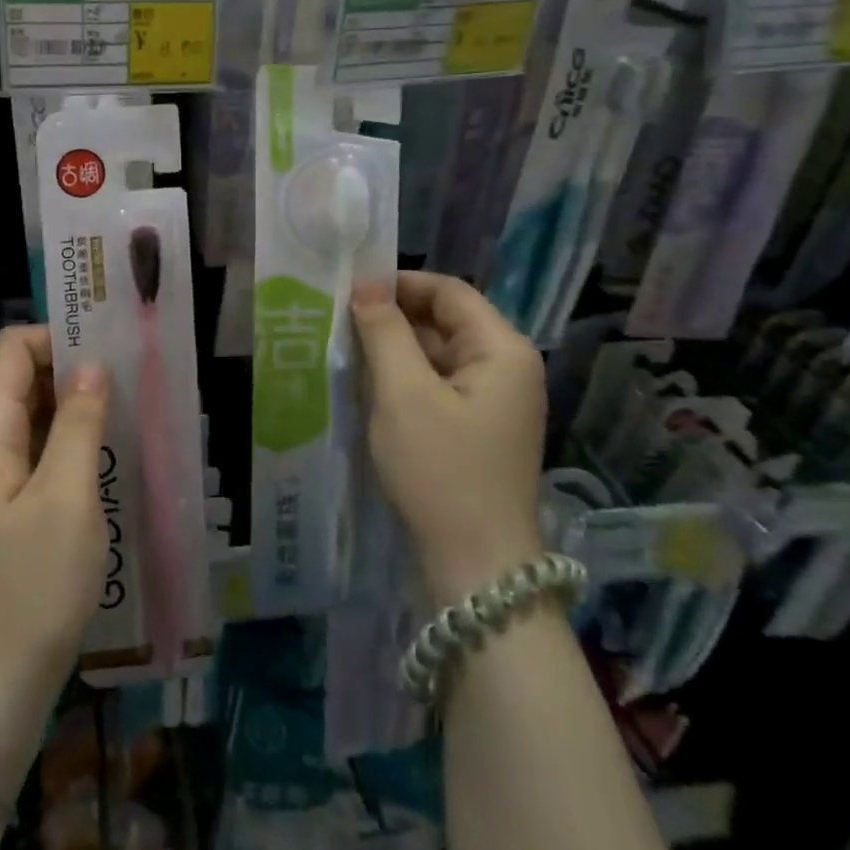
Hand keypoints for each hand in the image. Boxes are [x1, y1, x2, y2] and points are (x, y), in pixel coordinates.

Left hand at [0, 327, 109, 778]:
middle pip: (24, 378)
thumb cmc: (30, 587)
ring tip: (131, 411)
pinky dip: (72, 444)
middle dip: (74, 369)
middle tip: (132, 377)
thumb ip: (77, 422)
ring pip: (36, 417)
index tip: (110, 347)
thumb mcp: (66, 496)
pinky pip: (40, 454)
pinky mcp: (10, 509)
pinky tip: (111, 456)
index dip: (57, 336)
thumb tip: (91, 364)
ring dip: (77, 409)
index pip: (13, 348)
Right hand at [353, 272, 545, 604]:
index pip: (449, 291)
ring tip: (348, 349)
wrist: (476, 567)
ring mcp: (496, 400)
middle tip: (342, 320)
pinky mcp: (480, 426)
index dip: (400, 283)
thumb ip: (384, 330)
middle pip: (446, 320)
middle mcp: (507, 367)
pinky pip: (440, 383)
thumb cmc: (441, 470)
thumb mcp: (403, 393)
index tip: (351, 289)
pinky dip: (407, 377)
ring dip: (397, 348)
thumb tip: (366, 283)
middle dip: (394, 316)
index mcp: (502, 349)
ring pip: (439, 352)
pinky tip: (371, 385)